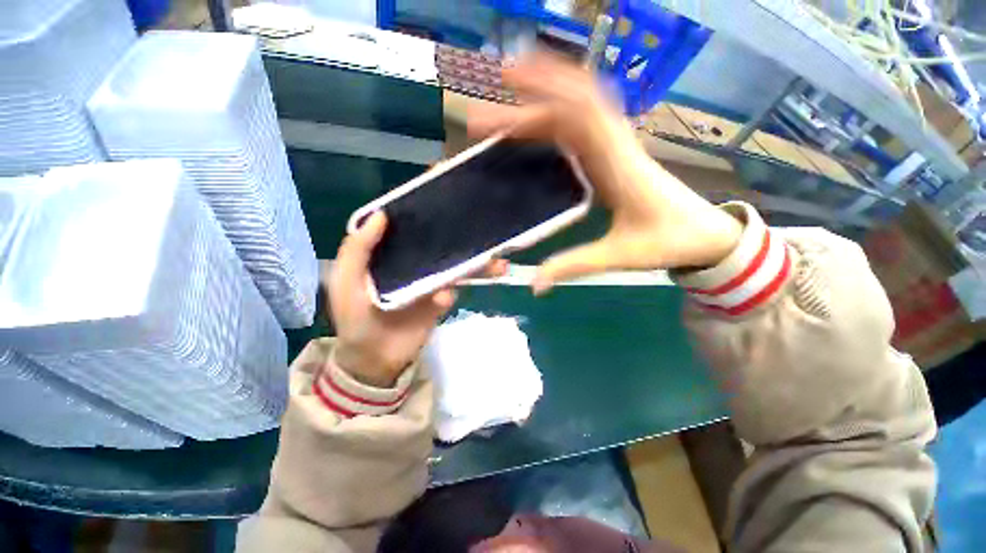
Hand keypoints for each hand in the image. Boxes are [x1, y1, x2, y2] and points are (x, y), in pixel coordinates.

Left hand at [329, 212, 507, 386]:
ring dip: (476, 265)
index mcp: (392, 254)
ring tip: (498, 264)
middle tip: (486, 231)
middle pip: (442, 247)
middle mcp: (414, 264)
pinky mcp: (439, 303)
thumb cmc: (354, 317)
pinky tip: (444, 299)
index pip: (413, 229)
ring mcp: (429, 284)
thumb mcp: (345, 280)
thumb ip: (358, 249)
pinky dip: (451, 292)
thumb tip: (382, 215)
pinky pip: (451, 292)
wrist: (372, 360)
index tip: (448, 202)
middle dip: (464, 239)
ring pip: (455, 268)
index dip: (427, 215)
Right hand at [469, 53, 743, 293]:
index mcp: (620, 166)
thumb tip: (535, 285)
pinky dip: (566, 105)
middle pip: (578, 101)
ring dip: (554, 87)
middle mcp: (619, 146)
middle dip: (539, 86)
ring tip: (518, 81)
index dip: (545, 99)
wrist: (708, 235)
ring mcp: (620, 146)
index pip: (582, 118)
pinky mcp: (618, 153)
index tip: (510, 91)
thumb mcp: (619, 257)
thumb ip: (573, 266)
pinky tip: (548, 108)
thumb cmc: (670, 242)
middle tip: (501, 79)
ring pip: (585, 102)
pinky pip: (590, 119)